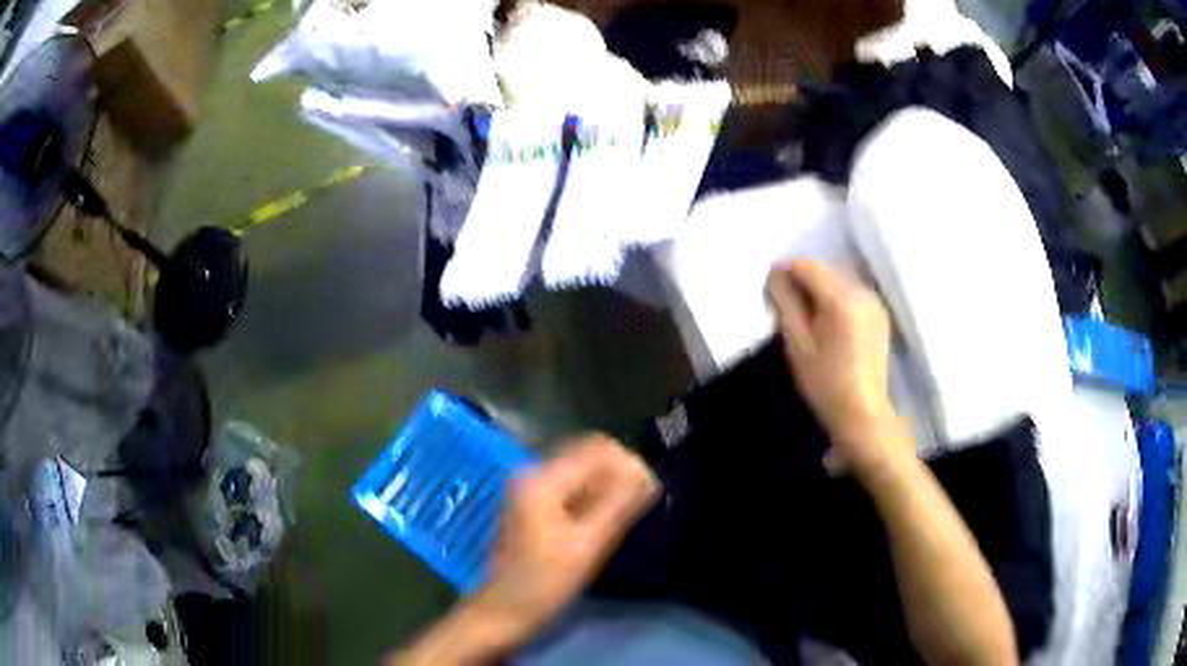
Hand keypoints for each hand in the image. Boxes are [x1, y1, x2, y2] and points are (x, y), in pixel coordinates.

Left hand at [474, 434, 658, 644]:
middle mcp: (533, 474)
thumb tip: (647, 474)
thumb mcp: (586, 546)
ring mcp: (529, 489)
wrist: (501, 612)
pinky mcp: (532, 506)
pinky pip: (571, 487)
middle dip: (619, 474)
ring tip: (626, 515)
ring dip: (608, 486)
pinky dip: (593, 497)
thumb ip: (618, 505)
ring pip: (582, 471)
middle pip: (589, 455)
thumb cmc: (542, 584)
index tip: (650, 494)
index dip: (630, 465)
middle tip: (640, 506)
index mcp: (542, 479)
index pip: (599, 450)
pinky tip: (604, 521)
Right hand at [768, 260, 908, 474]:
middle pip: (824, 271)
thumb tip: (777, 273)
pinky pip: (851, 294)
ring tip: (809, 322)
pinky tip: (829, 327)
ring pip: (838, 281)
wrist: (863, 414)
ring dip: (819, 292)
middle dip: (803, 283)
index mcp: (842, 298)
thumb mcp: (797, 344)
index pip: (807, 266)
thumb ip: (785, 303)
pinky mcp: (879, 314)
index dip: (785, 274)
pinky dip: (835, 301)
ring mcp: (875, 302)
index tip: (772, 296)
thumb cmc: (825, 383)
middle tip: (788, 313)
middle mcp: (862, 291)